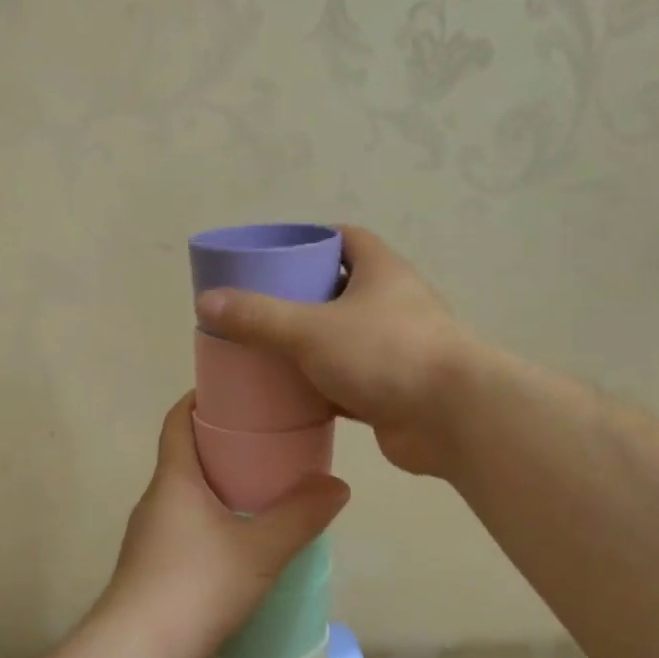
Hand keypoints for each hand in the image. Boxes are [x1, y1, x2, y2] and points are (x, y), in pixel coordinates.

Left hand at [95, 394, 348, 657]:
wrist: (136, 653)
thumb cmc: (195, 585)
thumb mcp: (260, 550)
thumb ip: (301, 516)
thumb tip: (337, 485)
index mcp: (174, 479)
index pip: (178, 420)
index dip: (200, 400)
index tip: (235, 392)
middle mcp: (155, 501)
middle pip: (186, 457)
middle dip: (223, 446)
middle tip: (269, 445)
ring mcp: (149, 537)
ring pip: (186, 497)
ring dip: (219, 489)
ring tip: (264, 493)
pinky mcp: (151, 570)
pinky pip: (185, 529)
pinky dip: (212, 523)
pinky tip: (242, 545)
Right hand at [195, 226, 476, 476]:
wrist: (452, 418)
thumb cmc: (385, 353)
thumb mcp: (311, 329)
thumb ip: (258, 316)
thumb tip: (206, 302)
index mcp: (381, 271)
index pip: (345, 239)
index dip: (310, 241)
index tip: (273, 255)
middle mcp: (392, 304)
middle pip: (339, 291)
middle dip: (300, 298)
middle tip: (256, 308)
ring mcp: (394, 349)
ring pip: (342, 340)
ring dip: (309, 346)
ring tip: (263, 352)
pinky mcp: (392, 390)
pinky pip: (346, 382)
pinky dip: (320, 388)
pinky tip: (287, 396)